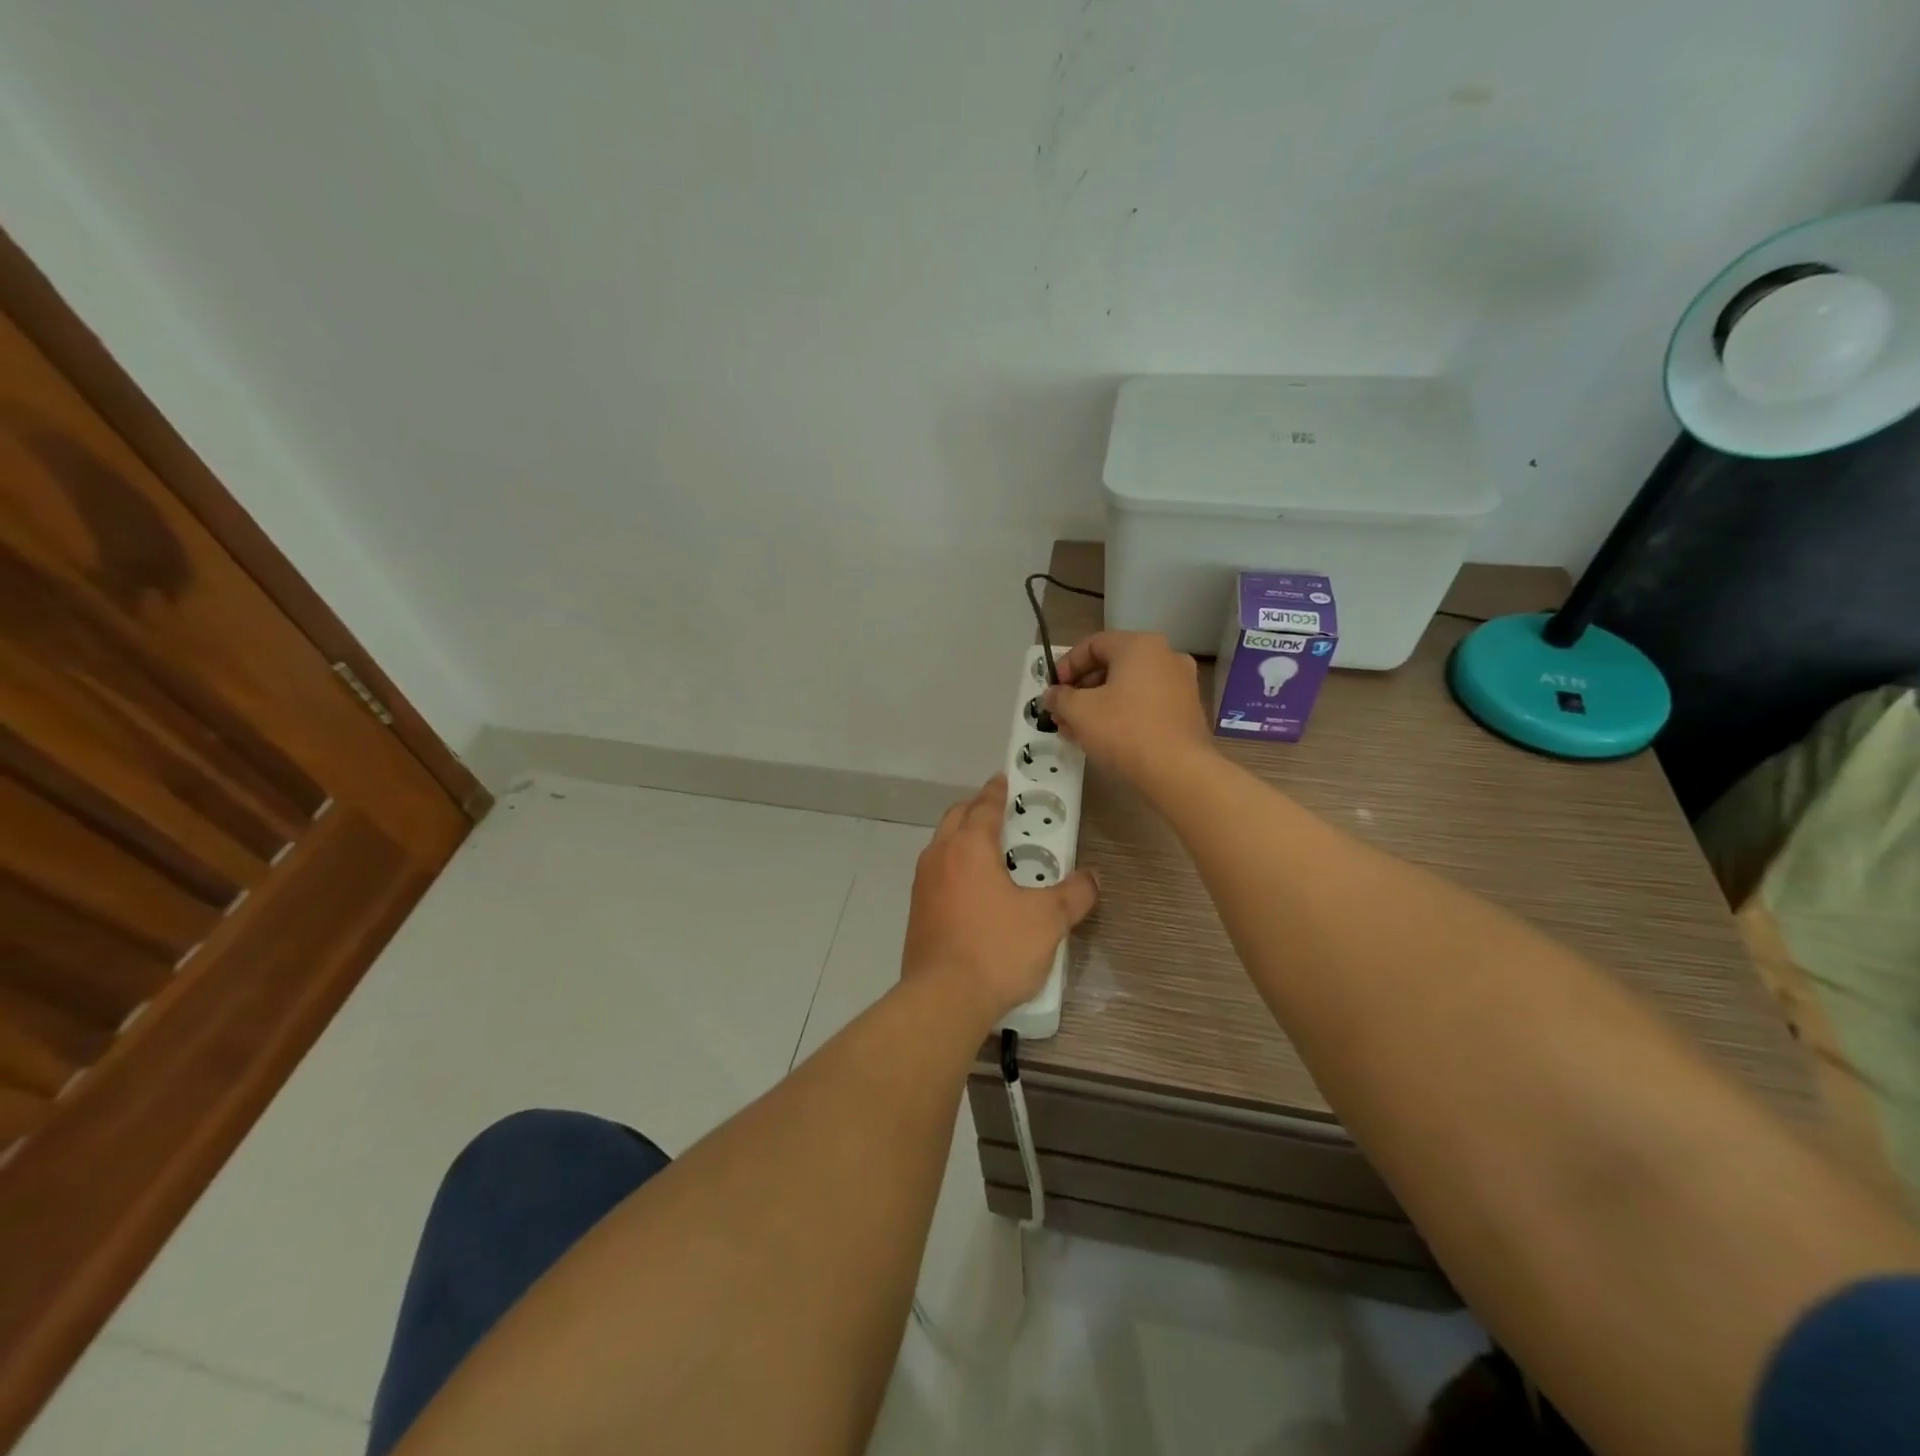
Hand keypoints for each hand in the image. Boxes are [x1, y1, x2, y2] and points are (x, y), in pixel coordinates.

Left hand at [902, 775, 1097, 1027]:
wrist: (943, 999)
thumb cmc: (997, 948)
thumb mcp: (1048, 920)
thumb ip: (1074, 894)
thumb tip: (1093, 878)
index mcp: (969, 847)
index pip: (984, 806)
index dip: (997, 792)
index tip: (1005, 780)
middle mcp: (940, 857)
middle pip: (956, 818)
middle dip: (977, 810)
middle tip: (1002, 815)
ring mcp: (923, 885)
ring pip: (942, 846)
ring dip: (963, 839)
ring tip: (991, 854)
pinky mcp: (917, 912)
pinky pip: (937, 875)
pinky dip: (954, 868)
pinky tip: (974, 892)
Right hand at [1042, 631, 1212, 786]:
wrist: (1179, 772)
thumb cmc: (1124, 731)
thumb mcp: (1079, 712)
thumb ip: (1059, 698)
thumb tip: (1051, 695)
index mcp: (1140, 646)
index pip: (1093, 644)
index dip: (1067, 665)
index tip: (1053, 690)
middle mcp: (1165, 657)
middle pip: (1112, 666)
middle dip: (1081, 690)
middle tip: (1062, 713)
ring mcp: (1181, 684)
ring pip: (1128, 688)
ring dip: (1098, 705)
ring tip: (1077, 731)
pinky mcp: (1187, 711)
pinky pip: (1146, 704)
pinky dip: (1122, 715)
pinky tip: (1104, 738)